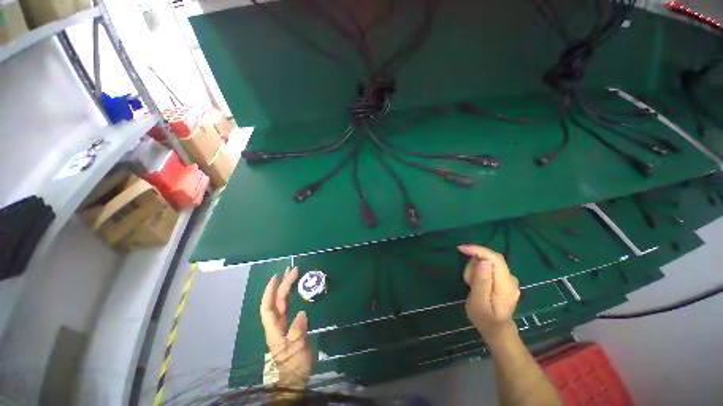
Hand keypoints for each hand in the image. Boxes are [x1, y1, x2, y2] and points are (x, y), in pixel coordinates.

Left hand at [260, 267, 312, 388]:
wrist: (296, 376)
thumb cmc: (295, 364)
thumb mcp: (297, 350)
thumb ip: (297, 332)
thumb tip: (301, 313)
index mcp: (274, 329)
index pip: (267, 307)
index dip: (270, 292)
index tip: (277, 276)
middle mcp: (276, 324)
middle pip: (276, 301)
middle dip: (282, 284)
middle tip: (293, 270)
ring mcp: (282, 324)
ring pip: (281, 302)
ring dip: (286, 287)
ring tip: (292, 274)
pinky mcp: (289, 325)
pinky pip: (288, 306)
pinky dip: (290, 295)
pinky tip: (295, 289)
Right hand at [458, 245, 520, 336]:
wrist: (496, 329)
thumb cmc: (484, 318)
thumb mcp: (478, 301)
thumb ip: (482, 281)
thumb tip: (483, 261)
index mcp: (506, 284)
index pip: (495, 259)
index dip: (478, 250)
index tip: (461, 249)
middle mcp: (511, 278)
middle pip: (490, 259)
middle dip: (475, 265)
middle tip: (468, 281)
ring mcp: (508, 279)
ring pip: (487, 262)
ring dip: (475, 269)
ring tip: (471, 285)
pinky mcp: (503, 279)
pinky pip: (488, 267)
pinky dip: (478, 272)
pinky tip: (476, 284)